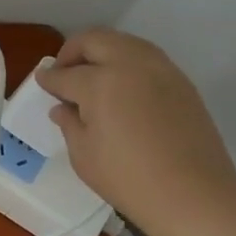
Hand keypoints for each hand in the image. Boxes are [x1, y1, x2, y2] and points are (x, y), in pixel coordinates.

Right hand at [35, 29, 235, 235]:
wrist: (194, 195)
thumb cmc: (128, 179)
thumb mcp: (83, 155)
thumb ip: (70, 123)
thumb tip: (63, 108)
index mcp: (100, 82)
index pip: (65, 74)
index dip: (48, 78)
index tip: (41, 80)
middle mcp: (130, 65)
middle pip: (95, 40)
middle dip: (73, 51)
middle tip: (64, 72)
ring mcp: (160, 69)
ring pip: (124, 42)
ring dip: (102, 51)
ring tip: (93, 76)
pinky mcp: (181, 82)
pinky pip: (147, 58)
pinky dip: (127, 62)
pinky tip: (122, 87)